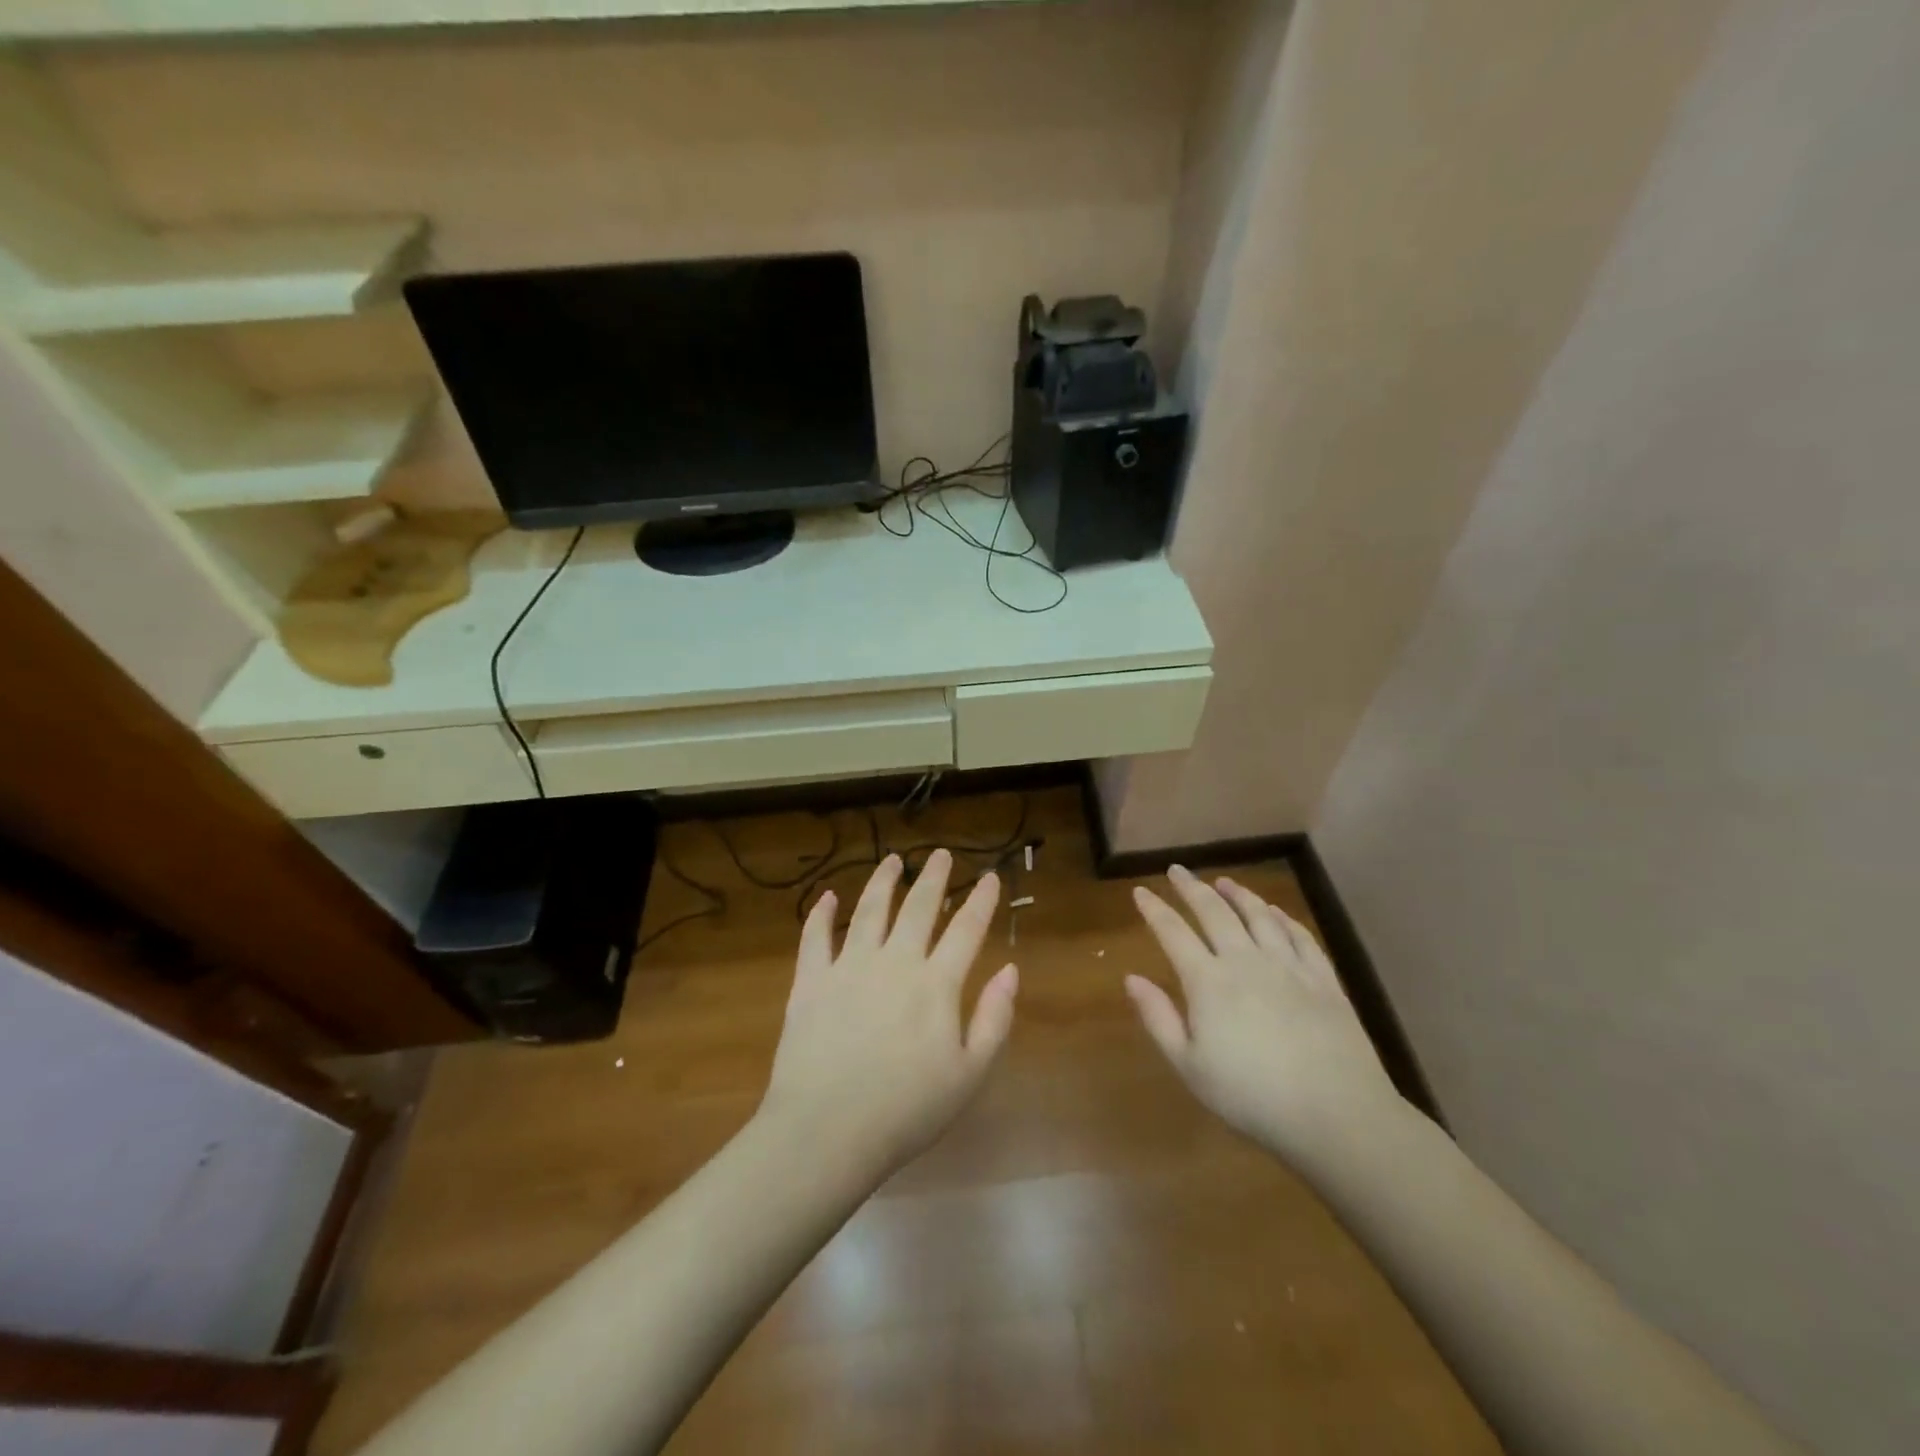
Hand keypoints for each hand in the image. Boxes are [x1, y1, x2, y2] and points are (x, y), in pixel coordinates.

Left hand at [759, 849, 1017, 1174]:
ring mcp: (849, 967)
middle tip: (940, 854)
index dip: (981, 900)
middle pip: (918, 908)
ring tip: (892, 860)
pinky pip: (815, 937)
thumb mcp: (969, 1075)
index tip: (990, 876)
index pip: (966, 930)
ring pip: (870, 910)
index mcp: (936, 985)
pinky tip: (827, 896)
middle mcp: (894, 962)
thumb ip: (994, 1018)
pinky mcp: (811, 982)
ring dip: (883, 881)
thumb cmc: (906, 1111)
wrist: (827, 1132)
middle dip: (934, 877)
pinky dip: (821, 914)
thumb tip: (1010, 970)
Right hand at [1127, 865, 1403, 1167]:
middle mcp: (1245, 961)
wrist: (1336, 1114)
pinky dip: (1283, 918)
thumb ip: (1158, 1018)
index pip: (1173, 932)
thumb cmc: (1252, 1097)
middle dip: (1191, 888)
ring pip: (1258, 916)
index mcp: (1208, 982)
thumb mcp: (1189, 1066)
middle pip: (1214, 912)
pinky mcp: (1323, 979)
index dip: (1154, 909)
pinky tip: (1275, 912)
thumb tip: (1131, 978)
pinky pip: (1299, 936)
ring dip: (1238, 894)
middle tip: (1178, 870)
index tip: (1140, 891)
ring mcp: (1288, 966)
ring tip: (1225, 882)